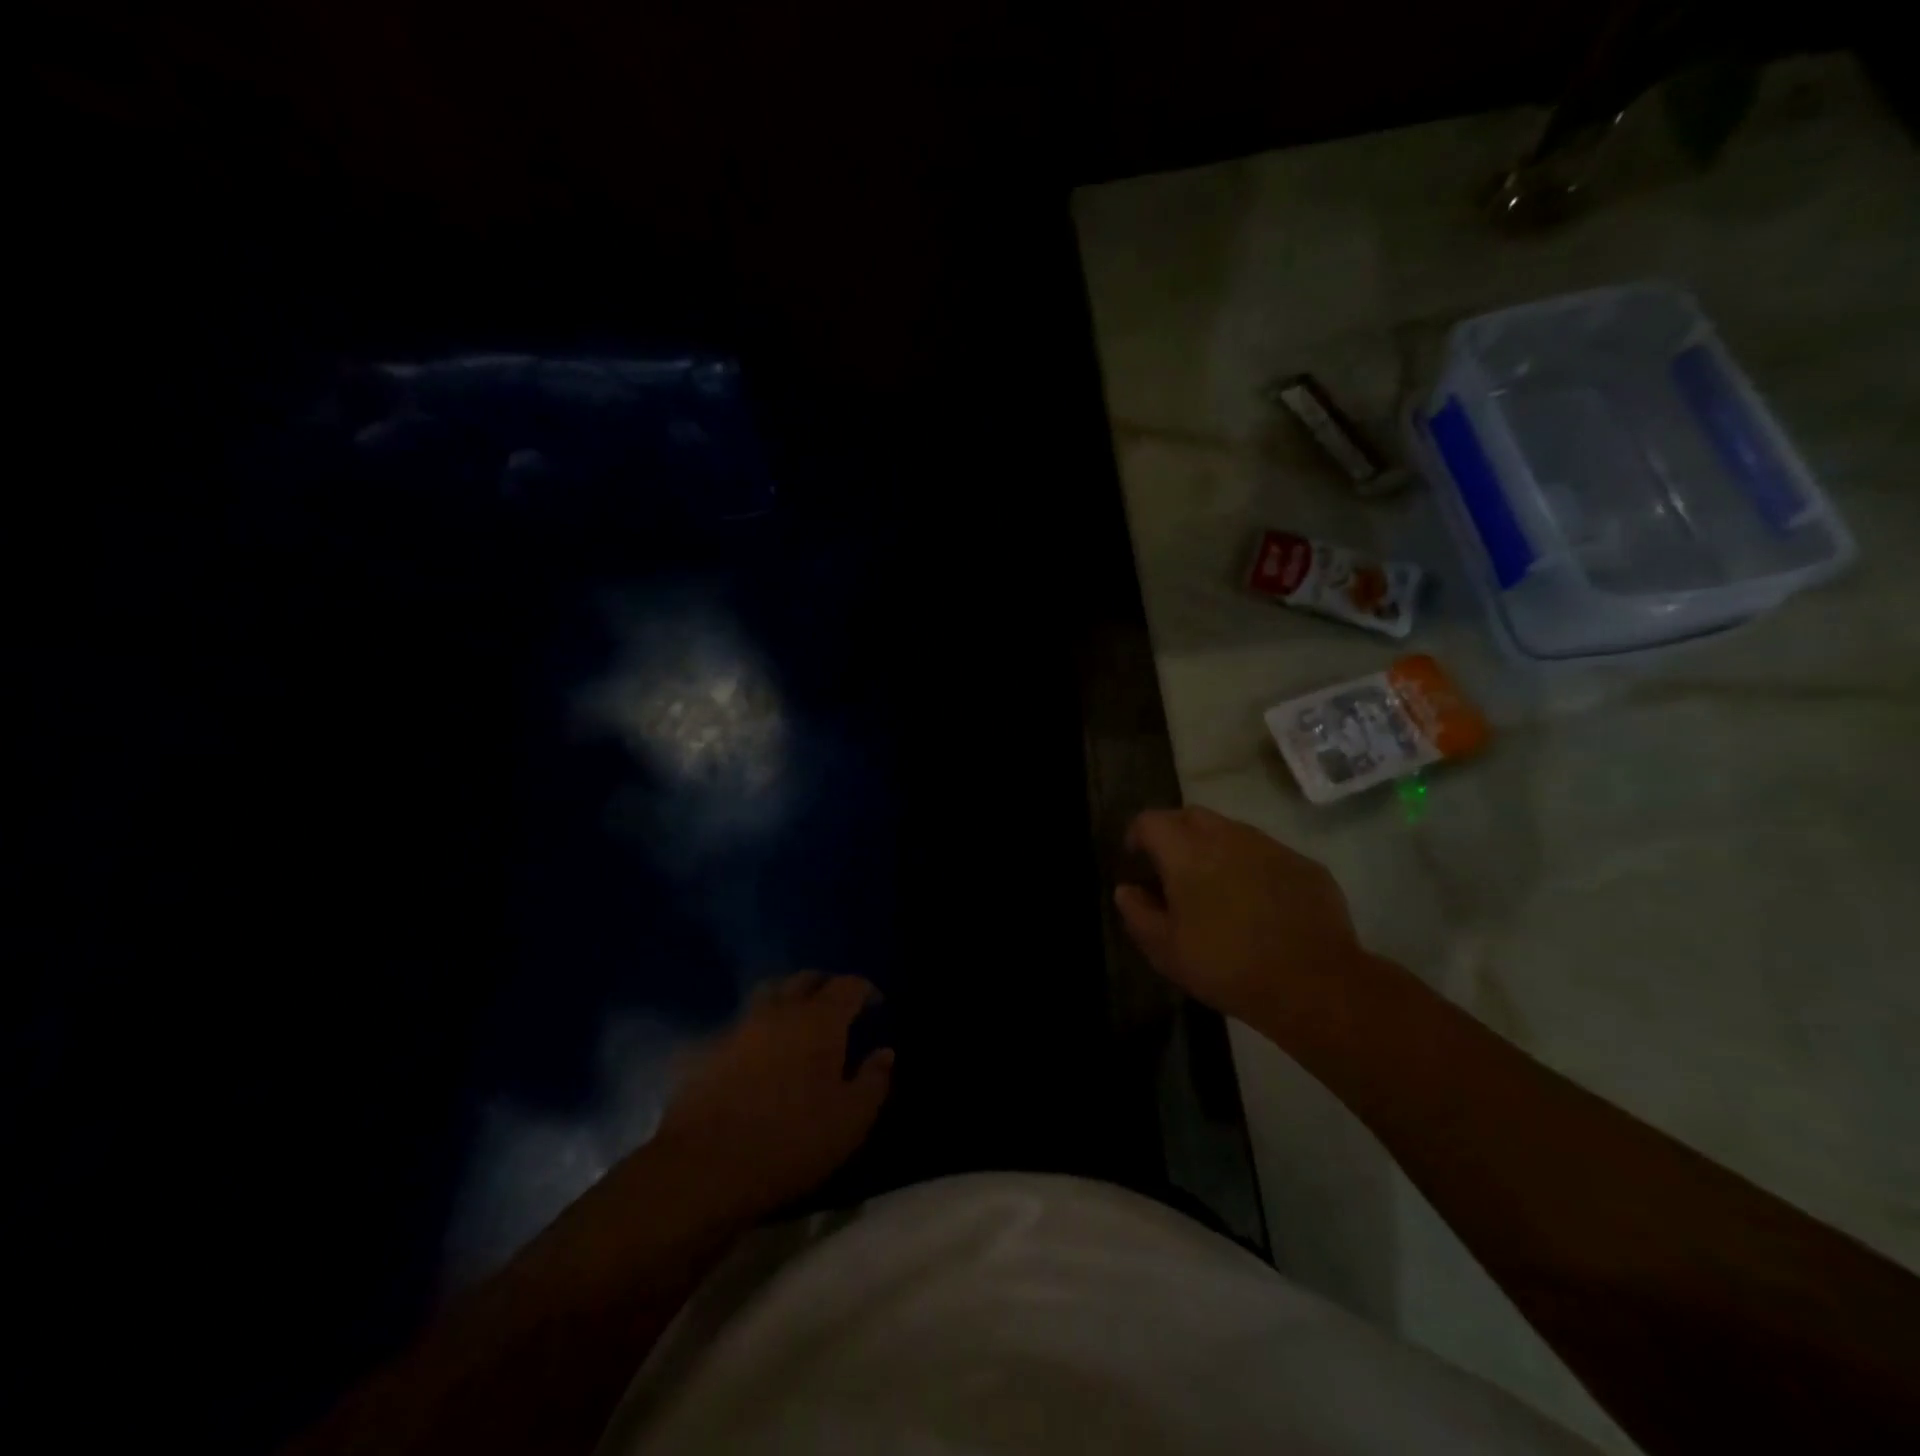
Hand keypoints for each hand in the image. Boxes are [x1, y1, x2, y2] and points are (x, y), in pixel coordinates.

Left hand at [654, 973, 893, 1219]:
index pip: (848, 985)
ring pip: (768, 995)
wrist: (703, 1167)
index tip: (876, 1005)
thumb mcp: (850, 1121)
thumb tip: (885, 1052)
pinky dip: (756, 1033)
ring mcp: (738, 1027)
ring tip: (797, 1025)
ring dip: (788, 1001)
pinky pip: (739, 1027)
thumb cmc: (790, 1141)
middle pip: (806, 979)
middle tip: (838, 1007)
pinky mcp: (706, 1050)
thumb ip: (874, 1081)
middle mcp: (780, 1011)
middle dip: (826, 986)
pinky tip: (757, 1056)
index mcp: (820, 1020)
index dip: (865, 990)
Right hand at [1114, 807, 1374, 1029]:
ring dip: (1215, 847)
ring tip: (1216, 885)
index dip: (1137, 835)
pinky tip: (1258, 902)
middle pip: (1191, 815)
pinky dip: (1252, 866)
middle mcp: (1227, 836)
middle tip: (1172, 868)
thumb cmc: (1226, 966)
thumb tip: (1126, 889)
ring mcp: (1270, 846)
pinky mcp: (1304, 864)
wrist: (1314, 983)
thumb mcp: (1165, 950)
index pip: (1150, 820)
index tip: (1136, 860)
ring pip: (1231, 830)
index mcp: (1186, 852)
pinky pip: (1267, 853)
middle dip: (1175, 833)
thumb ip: (1137, 913)